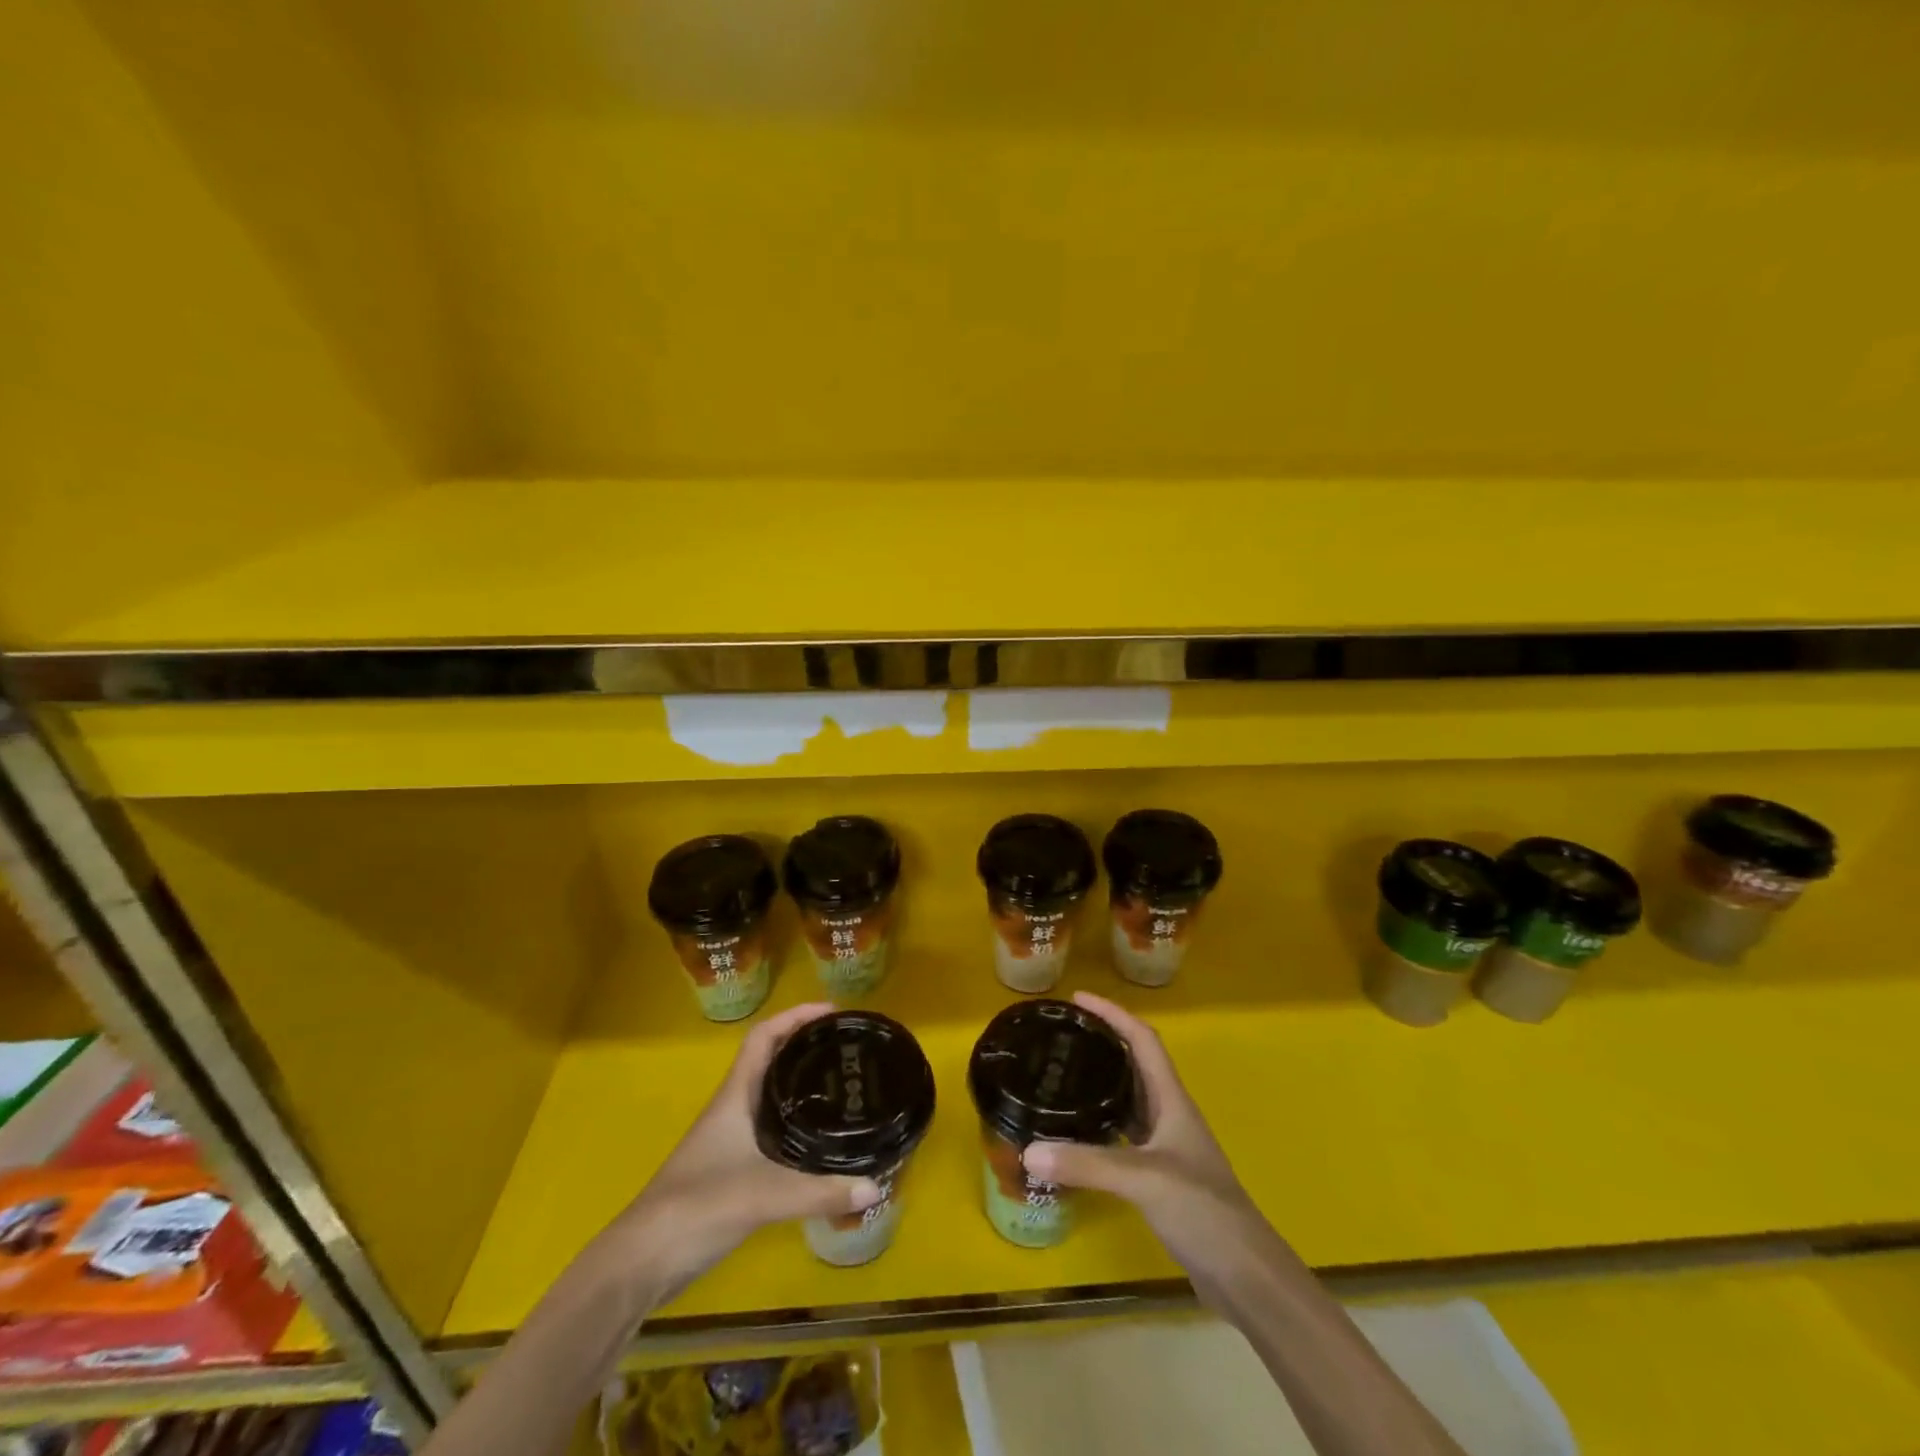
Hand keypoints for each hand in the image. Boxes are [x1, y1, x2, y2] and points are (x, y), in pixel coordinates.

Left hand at [600, 1003, 882, 1304]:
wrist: (642, 1261)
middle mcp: (733, 1108)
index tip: (834, 1012)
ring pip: (771, 1095)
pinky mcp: (732, 1168)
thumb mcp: (764, 1196)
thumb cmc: (697, 1207)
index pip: (764, 1036)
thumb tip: (876, 1184)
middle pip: (771, 1059)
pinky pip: (771, 1129)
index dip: (796, 1016)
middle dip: (806, 1045)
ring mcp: (730, 1139)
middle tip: (848, 1047)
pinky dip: (796, 1122)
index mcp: (735, 1096)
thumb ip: (820, 1193)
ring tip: (842, 1084)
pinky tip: (820, 1139)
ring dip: (801, 1082)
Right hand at [1022, 992, 1274, 1282]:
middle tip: (1062, 1035)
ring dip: (1102, 1082)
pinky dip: (1100, 1125)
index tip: (1077, 1000)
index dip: (1113, 1014)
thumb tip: (1028, 1150)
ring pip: (1129, 1099)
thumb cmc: (1203, 1210)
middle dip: (1103, 1042)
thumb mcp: (1144, 1179)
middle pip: (1135, 1064)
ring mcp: (1167, 1147)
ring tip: (1062, 1073)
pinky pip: (1124, 1135)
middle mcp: (1169, 1115)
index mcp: (1172, 1100)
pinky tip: (1077, 1133)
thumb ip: (1087, 1164)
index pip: (1143, 1039)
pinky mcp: (1160, 1177)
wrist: (1244, 1276)